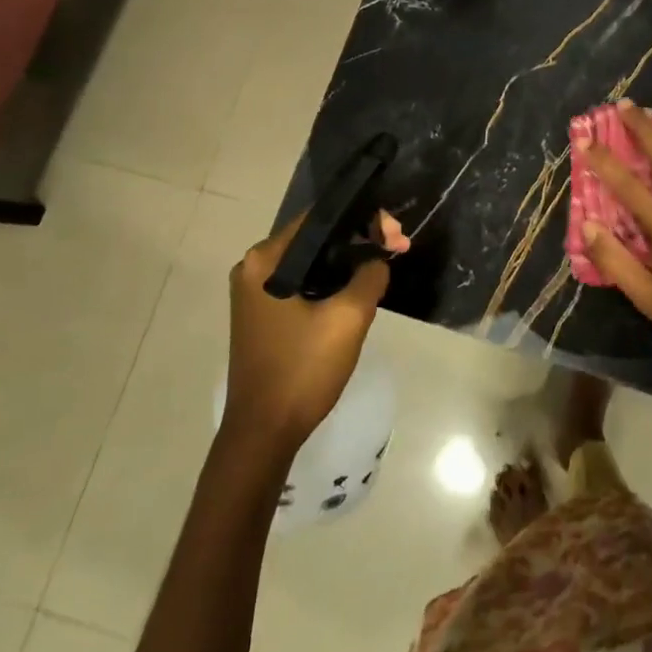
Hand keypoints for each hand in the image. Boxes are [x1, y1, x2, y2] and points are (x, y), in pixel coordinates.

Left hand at [223, 211, 405, 453]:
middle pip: (315, 238)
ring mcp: (255, 293)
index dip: (362, 219)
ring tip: (386, 264)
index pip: (318, 218)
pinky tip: (359, 288)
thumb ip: (369, 276)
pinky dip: (331, 281)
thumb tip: (377, 260)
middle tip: (398, 248)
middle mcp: (253, 268)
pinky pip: (303, 283)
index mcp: (264, 261)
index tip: (395, 234)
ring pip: (312, 262)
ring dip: (348, 261)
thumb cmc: (302, 370)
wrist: (265, 432)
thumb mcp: (348, 318)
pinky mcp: (264, 314)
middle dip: (359, 239)